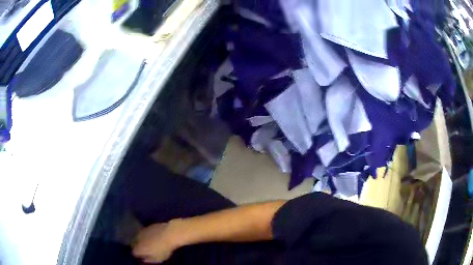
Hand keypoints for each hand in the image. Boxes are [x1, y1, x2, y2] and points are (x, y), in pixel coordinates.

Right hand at [132, 221, 181, 263]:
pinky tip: (153, 237)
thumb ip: (149, 260)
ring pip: (138, 237)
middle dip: (138, 247)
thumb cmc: (164, 249)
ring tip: (149, 243)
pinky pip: (144, 232)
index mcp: (139, 248)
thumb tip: (144, 260)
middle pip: (134, 243)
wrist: (169, 233)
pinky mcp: (147, 226)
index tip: (144, 256)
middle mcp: (137, 239)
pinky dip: (146, 235)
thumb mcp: (158, 259)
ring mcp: (142, 231)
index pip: (134, 253)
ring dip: (141, 240)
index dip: (138, 255)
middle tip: (146, 250)